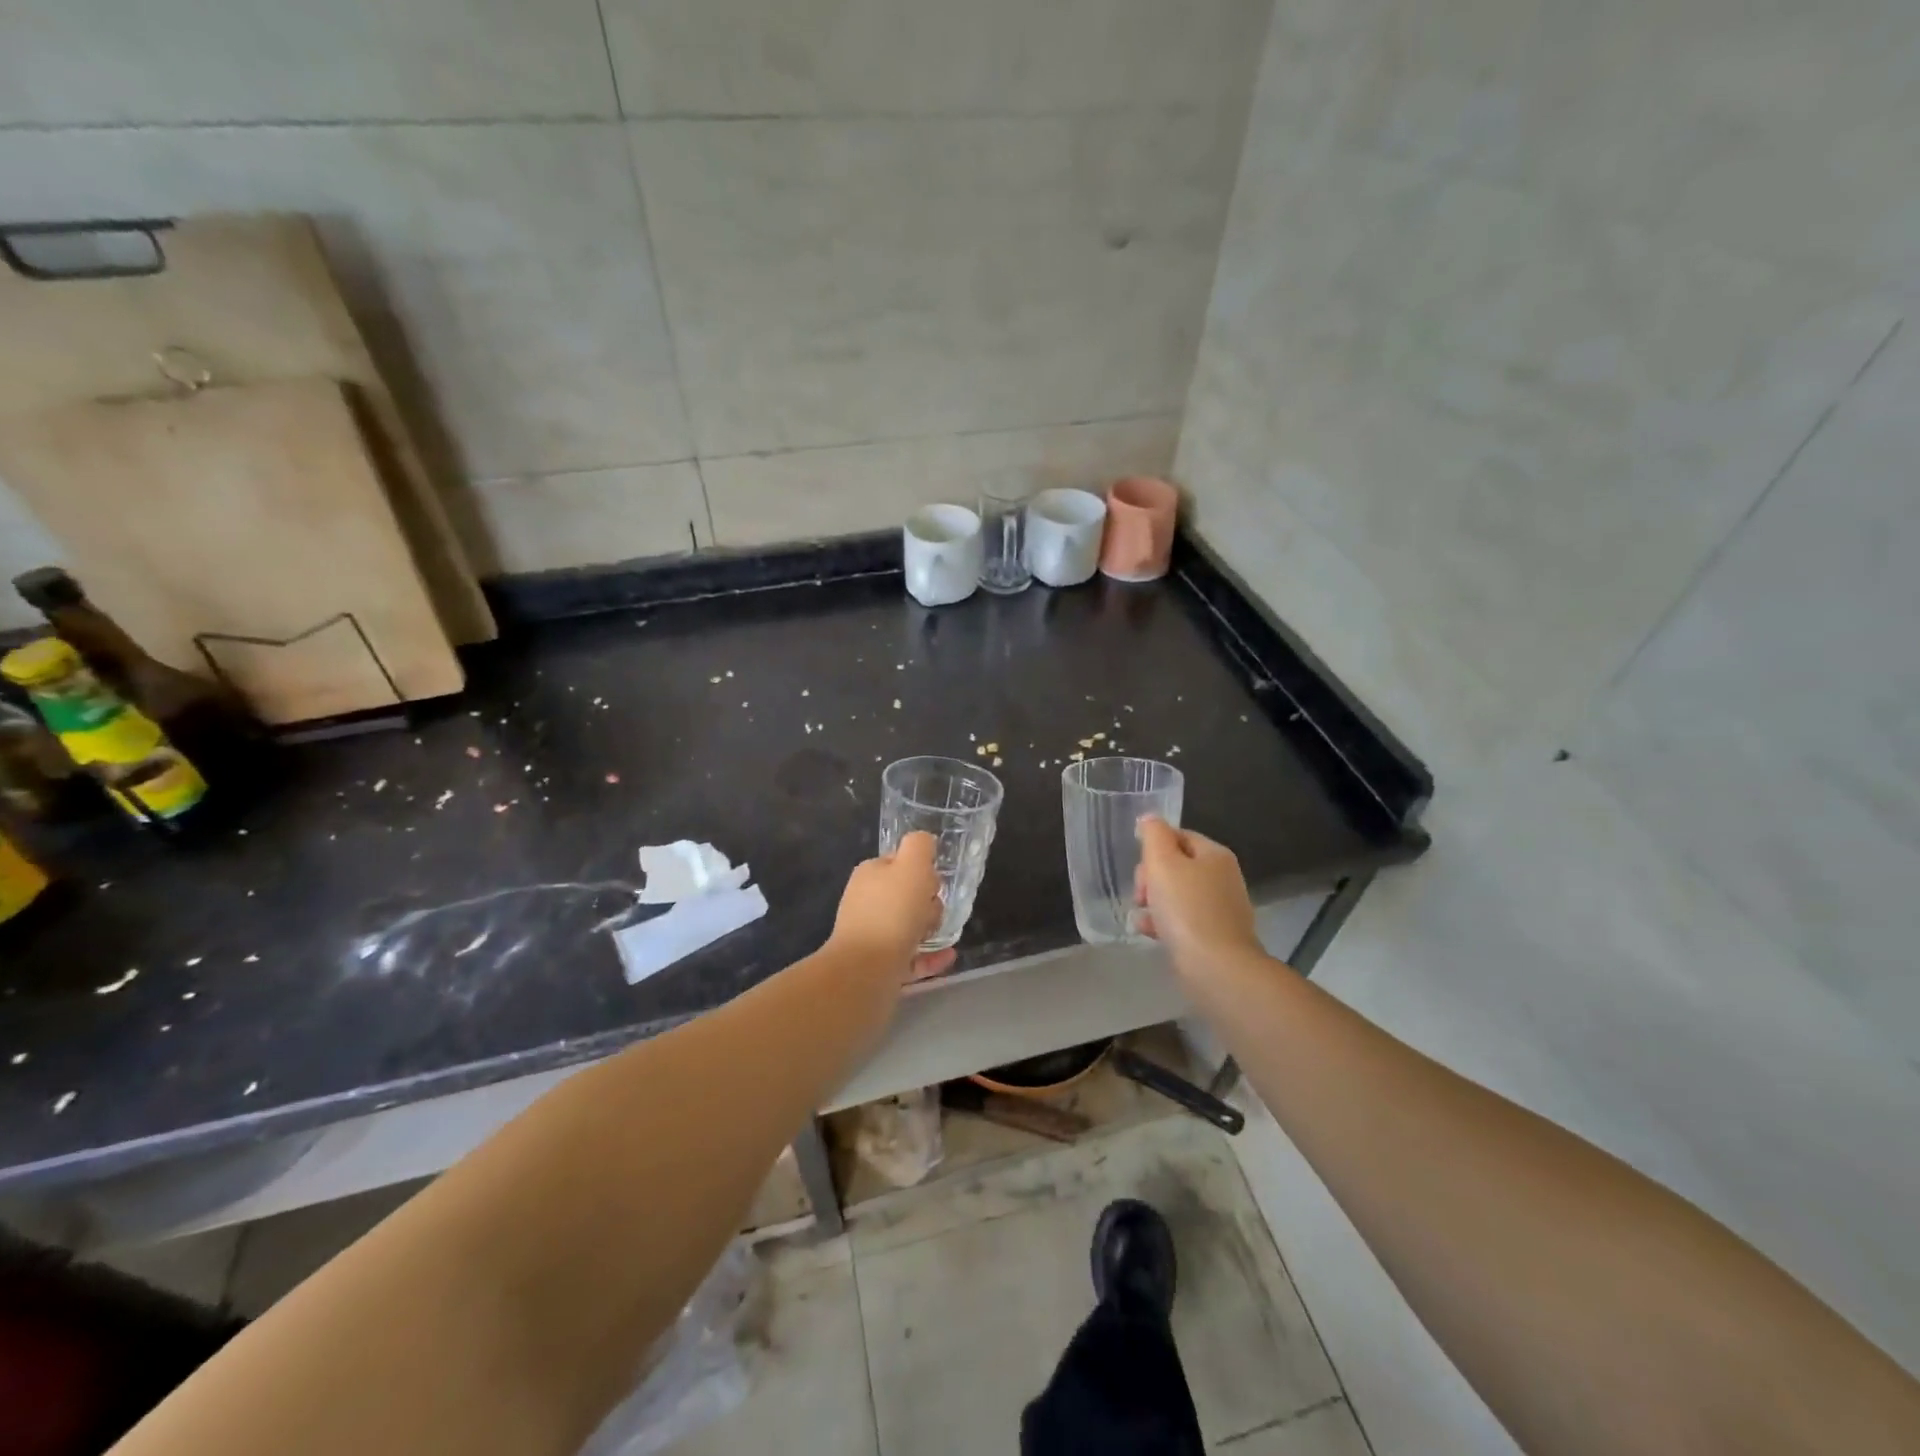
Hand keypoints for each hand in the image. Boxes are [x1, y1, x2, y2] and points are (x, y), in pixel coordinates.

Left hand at [830, 831, 954, 981]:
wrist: (866, 970)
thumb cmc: (893, 912)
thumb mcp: (912, 865)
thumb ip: (920, 846)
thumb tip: (924, 841)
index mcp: (869, 875)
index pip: (899, 864)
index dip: (922, 871)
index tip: (936, 884)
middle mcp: (865, 903)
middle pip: (905, 897)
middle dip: (928, 903)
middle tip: (937, 912)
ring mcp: (870, 936)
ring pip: (907, 927)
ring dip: (930, 929)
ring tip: (945, 934)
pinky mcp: (878, 965)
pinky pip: (910, 957)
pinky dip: (930, 956)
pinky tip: (948, 956)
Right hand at [1135, 817, 1262, 971]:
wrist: (1216, 966)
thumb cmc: (1186, 908)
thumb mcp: (1163, 862)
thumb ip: (1154, 835)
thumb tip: (1150, 818)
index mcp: (1214, 854)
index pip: (1178, 836)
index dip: (1154, 848)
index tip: (1141, 868)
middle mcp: (1223, 877)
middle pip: (1176, 865)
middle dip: (1151, 877)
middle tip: (1141, 894)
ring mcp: (1221, 908)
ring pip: (1177, 894)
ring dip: (1154, 902)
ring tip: (1141, 915)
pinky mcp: (1215, 935)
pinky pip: (1183, 920)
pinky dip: (1164, 923)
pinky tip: (1149, 932)